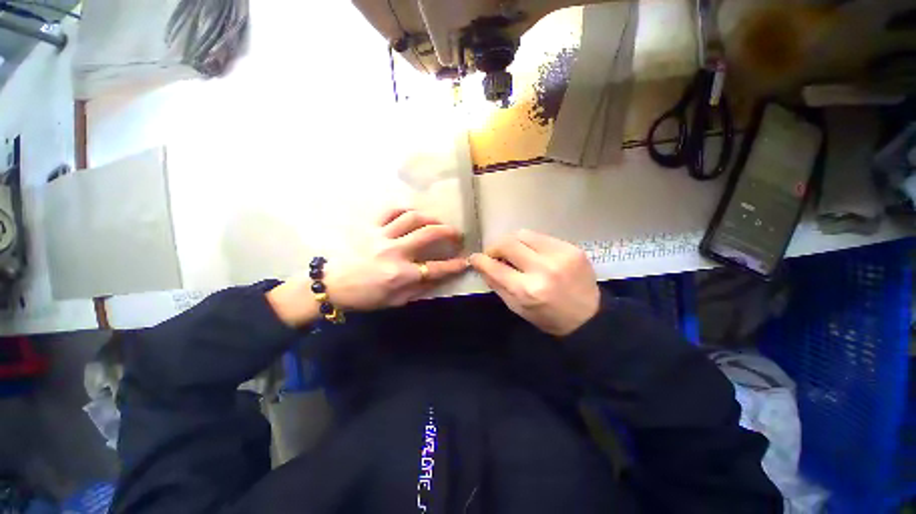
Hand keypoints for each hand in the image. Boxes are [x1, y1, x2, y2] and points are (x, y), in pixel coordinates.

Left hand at [268, 208, 467, 326]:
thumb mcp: (395, 301)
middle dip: (449, 232)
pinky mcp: (370, 227)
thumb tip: (439, 277)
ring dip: (431, 218)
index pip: (436, 268)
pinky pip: (390, 211)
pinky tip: (413, 214)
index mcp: (400, 274)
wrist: (331, 285)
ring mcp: (381, 236)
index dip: (454, 265)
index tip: (465, 261)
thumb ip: (419, 289)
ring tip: (438, 222)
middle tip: (457, 234)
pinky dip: (405, 209)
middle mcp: (394, 252)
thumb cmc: (365, 297)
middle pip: (429, 234)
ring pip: (412, 218)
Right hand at [470, 230, 599, 335]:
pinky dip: (531, 243)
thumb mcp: (517, 308)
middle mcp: (543, 269)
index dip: (480, 260)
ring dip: (512, 242)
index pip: (495, 267)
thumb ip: (497, 284)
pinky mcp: (572, 248)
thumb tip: (482, 265)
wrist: (589, 317)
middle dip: (495, 247)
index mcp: (528, 290)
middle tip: (495, 254)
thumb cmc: (548, 317)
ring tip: (513, 252)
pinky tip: (533, 253)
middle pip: (508, 243)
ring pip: (523, 234)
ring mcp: (560, 255)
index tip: (475, 258)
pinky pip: (541, 237)